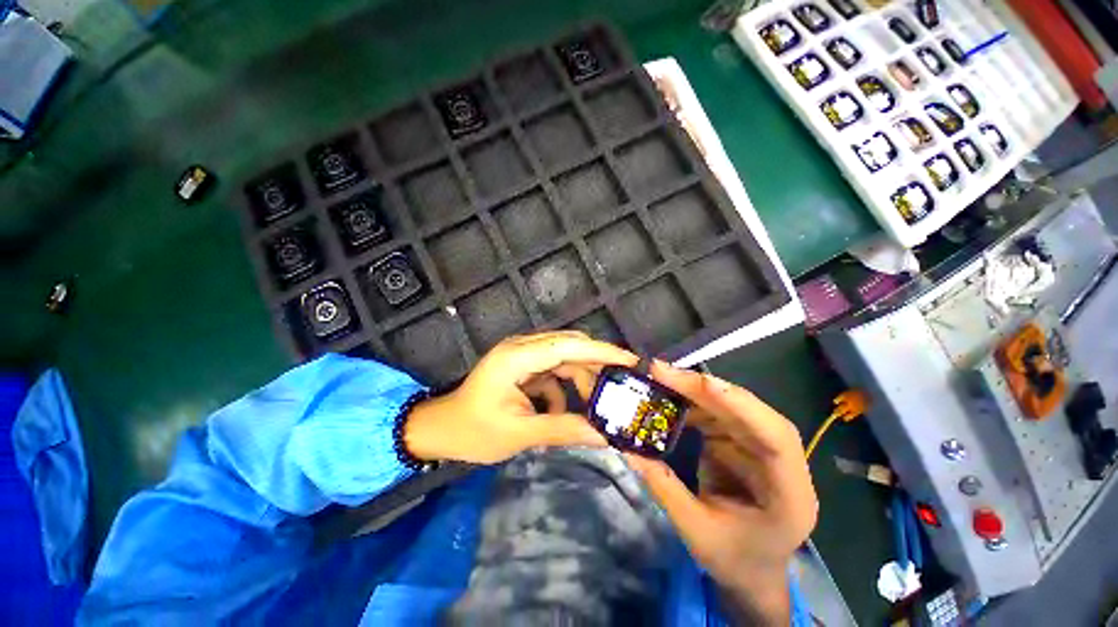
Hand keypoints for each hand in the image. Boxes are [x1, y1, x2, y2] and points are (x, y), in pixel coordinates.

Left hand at [403, 331, 636, 463]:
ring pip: (564, 358)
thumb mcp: (519, 434)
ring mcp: (522, 355)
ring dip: (581, 379)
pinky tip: (561, 411)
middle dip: (596, 364)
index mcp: (517, 357)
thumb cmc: (473, 431)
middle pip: (570, 346)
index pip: (568, 347)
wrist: (441, 429)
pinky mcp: (523, 365)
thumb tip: (603, 436)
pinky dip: (564, 388)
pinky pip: (554, 370)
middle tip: (621, 385)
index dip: (602, 351)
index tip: (630, 361)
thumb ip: (562, 430)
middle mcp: (522, 348)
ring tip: (596, 405)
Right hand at [624, 362, 817, 624]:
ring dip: (694, 391)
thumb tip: (628, 450)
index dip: (742, 406)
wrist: (752, 571)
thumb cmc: (734, 560)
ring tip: (659, 379)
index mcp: (789, 495)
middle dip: (705, 389)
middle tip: (663, 372)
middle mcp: (781, 462)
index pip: (777, 440)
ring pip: (731, 408)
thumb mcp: (696, 532)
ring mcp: (759, 449)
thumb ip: (664, 488)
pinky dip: (691, 403)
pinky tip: (668, 397)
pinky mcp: (739, 443)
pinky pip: (716, 414)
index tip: (703, 384)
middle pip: (749, 413)